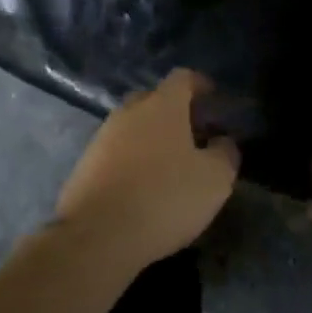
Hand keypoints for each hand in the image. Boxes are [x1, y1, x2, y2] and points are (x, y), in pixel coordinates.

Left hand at [55, 69, 238, 271]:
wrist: (97, 234)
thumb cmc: (164, 198)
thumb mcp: (214, 180)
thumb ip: (225, 154)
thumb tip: (222, 142)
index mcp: (162, 104)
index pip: (183, 77)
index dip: (200, 84)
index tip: (213, 97)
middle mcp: (130, 110)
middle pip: (155, 99)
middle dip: (175, 112)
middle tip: (194, 135)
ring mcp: (103, 135)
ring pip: (133, 126)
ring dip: (151, 138)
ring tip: (169, 165)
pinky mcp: (86, 163)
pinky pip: (116, 151)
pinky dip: (132, 161)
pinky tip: (142, 186)